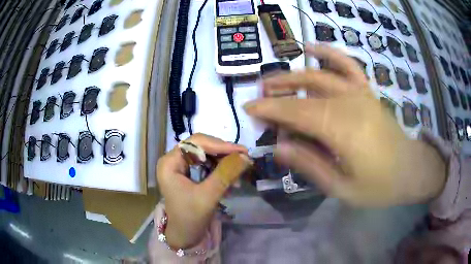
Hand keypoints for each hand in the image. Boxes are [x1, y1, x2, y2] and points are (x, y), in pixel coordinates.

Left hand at [156, 133, 250, 248]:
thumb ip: (226, 174)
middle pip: (200, 146)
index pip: (196, 143)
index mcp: (169, 163)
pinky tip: (230, 180)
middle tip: (244, 159)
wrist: (184, 235)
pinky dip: (219, 170)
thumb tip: (245, 156)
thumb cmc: (190, 218)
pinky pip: (205, 164)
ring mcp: (179, 166)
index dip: (220, 145)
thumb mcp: (208, 196)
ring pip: (205, 154)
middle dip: (223, 153)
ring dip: (223, 162)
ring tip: (239, 173)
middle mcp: (172, 160)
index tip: (242, 151)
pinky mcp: (186, 173)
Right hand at [244, 43, 445, 206]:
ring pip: (319, 76)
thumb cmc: (378, 186)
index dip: (270, 109)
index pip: (297, 112)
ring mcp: (359, 92)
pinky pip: (347, 64)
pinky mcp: (367, 91)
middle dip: (277, 94)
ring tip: (273, 80)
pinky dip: (329, 53)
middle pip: (304, 92)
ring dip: (292, 76)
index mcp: (342, 130)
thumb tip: (279, 147)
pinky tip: (312, 48)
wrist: (410, 169)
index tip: (249, 109)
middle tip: (258, 100)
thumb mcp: (341, 188)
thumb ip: (310, 165)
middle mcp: (349, 103)